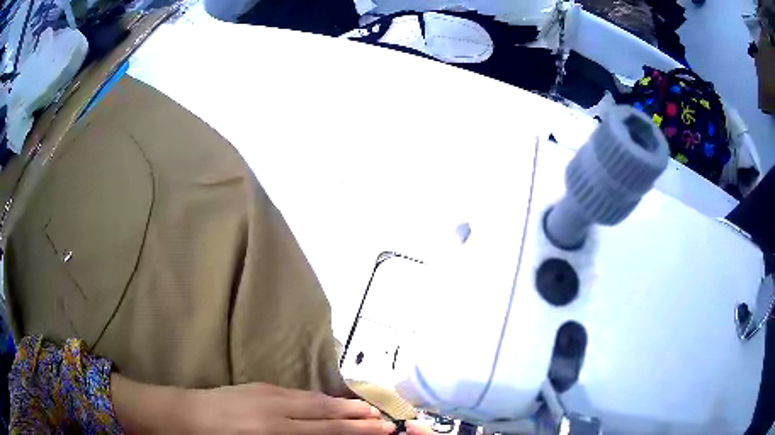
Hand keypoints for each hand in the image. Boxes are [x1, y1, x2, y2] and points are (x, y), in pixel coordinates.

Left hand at [191, 382, 394, 433]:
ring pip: (311, 398)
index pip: (325, 429)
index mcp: (272, 430)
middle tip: (381, 417)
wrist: (185, 414)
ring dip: (339, 403)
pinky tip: (325, 402)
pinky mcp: (258, 385)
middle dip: (355, 413)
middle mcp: (274, 408)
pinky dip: (317, 398)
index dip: (355, 429)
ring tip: (362, 407)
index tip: (381, 428)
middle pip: (323, 409)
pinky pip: (296, 393)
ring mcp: (265, 392)